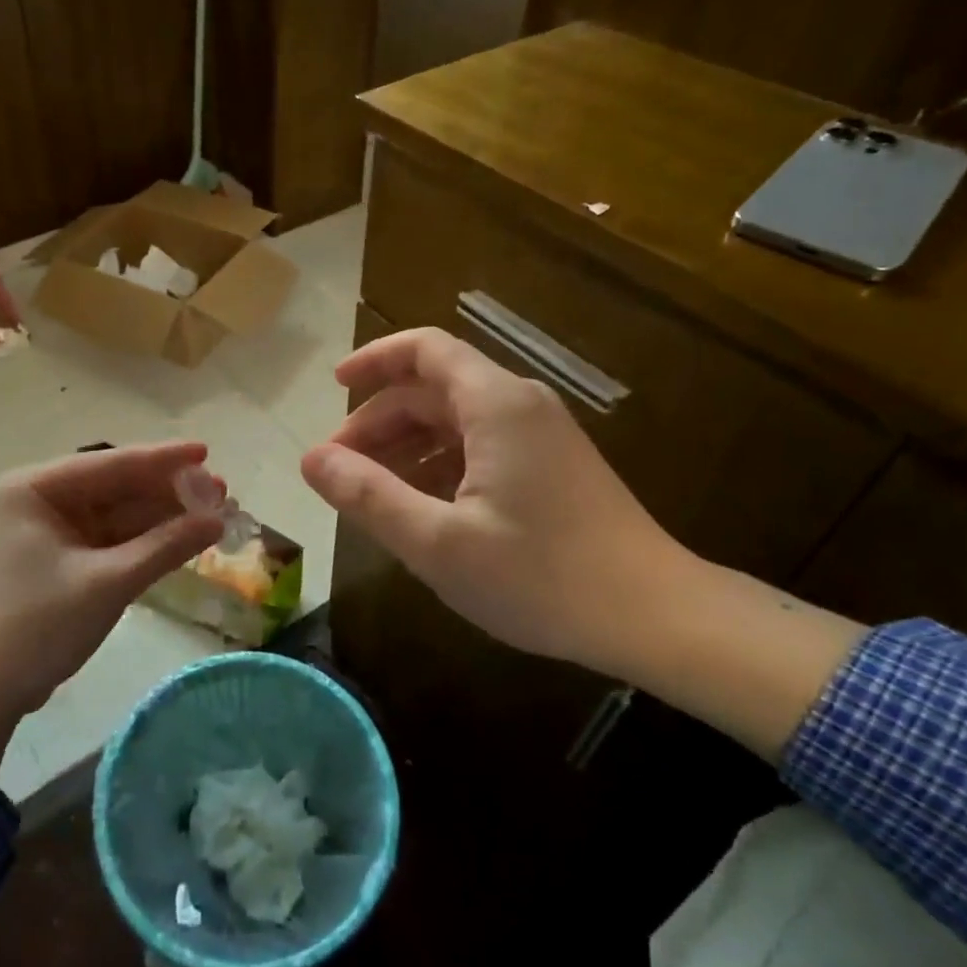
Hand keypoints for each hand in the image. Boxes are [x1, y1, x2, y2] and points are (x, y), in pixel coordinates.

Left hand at [0, 442, 224, 772]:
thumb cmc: (38, 626)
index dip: (164, 459)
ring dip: (163, 516)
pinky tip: (183, 538)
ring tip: (214, 514)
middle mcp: (41, 499)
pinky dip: (145, 540)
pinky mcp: (61, 559)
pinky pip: (111, 539)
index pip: (111, 463)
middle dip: (169, 492)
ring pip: (118, 513)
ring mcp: (50, 530)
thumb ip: (166, 546)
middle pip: (117, 486)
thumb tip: (220, 520)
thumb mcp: (108, 582)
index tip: (207, 452)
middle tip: (221, 492)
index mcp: (35, 488)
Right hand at [300, 328, 686, 678]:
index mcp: (494, 404)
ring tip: (370, 493)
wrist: (654, 617)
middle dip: (379, 421)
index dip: (373, 359)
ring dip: (406, 447)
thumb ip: (369, 496)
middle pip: (433, 389)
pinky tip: (421, 509)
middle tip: (339, 469)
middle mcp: (519, 405)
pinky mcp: (551, 467)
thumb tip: (311, 460)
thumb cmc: (541, 576)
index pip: (424, 350)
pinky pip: (480, 447)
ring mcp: (540, 436)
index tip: (333, 385)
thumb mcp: (438, 542)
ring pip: (455, 421)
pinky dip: (439, 465)